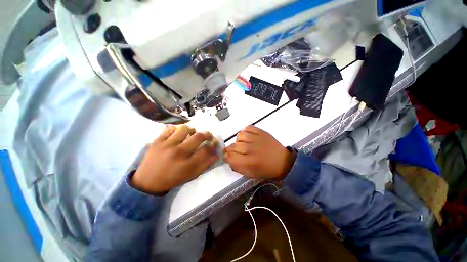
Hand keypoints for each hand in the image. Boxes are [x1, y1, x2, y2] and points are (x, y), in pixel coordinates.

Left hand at [131, 125, 217, 193]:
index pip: (206, 149)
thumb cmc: (172, 179)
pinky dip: (177, 129)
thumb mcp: (191, 175)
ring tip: (192, 133)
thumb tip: (216, 154)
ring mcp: (167, 145)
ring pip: (184, 129)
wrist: (148, 181)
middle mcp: (179, 152)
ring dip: (192, 129)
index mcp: (187, 164)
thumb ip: (205, 164)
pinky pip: (170, 129)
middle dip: (207, 134)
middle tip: (207, 135)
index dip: (213, 144)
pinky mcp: (157, 141)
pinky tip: (179, 134)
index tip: (214, 142)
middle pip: (198, 137)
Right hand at [223, 126, 294, 179]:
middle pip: (233, 146)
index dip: (226, 157)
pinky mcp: (262, 132)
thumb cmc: (267, 170)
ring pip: (240, 136)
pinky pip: (248, 127)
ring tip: (242, 144)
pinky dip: (245, 131)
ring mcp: (257, 139)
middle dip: (229, 150)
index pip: (231, 157)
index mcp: (249, 162)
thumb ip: (238, 168)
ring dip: (238, 140)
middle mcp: (252, 149)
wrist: (283, 162)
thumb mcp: (251, 174)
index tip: (226, 157)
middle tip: (232, 151)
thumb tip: (229, 160)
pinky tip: (247, 136)